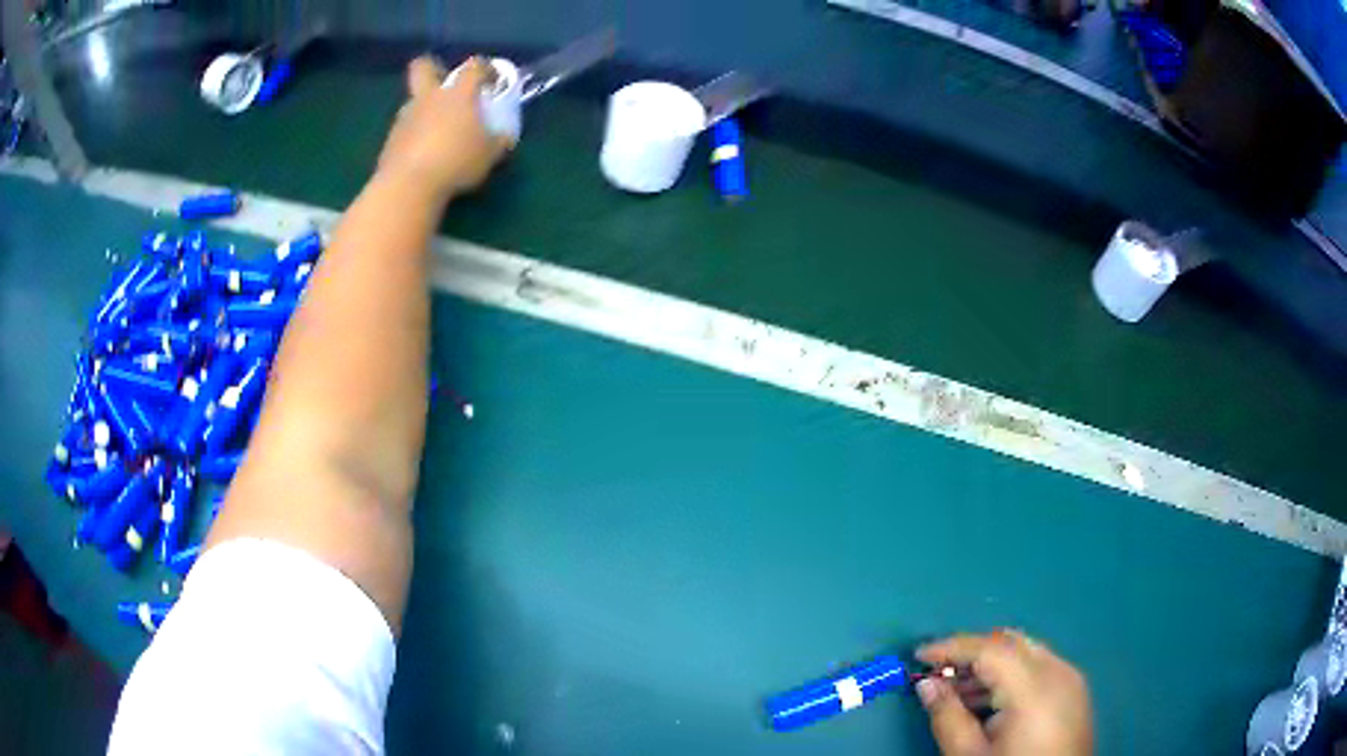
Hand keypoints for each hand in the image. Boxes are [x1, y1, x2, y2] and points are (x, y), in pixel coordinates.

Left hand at [375, 56, 512, 202]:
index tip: (493, 81)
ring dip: (425, 108)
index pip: (474, 66)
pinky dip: (414, 135)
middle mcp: (429, 97)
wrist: (409, 185)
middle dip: (434, 69)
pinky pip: (405, 128)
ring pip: (414, 100)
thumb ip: (497, 140)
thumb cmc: (456, 162)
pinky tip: (423, 153)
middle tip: (446, 85)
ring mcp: (406, 116)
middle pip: (423, 67)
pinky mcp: (391, 139)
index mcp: (458, 94)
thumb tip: (503, 136)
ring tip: (437, 131)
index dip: (485, 68)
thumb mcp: (489, 155)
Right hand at [916, 630, 1092, 755]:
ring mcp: (1071, 679)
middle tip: (938, 674)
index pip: (989, 649)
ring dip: (991, 664)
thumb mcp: (969, 755)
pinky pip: (1040, 667)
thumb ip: (947, 717)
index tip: (919, 655)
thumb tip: (927, 685)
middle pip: (1010, 642)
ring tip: (958, 692)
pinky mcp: (1075, 690)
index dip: (951, 647)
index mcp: (1033, 687)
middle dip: (972, 653)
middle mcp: (1058, 671)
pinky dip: (1012, 674)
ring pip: (1026, 652)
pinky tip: (990, 701)